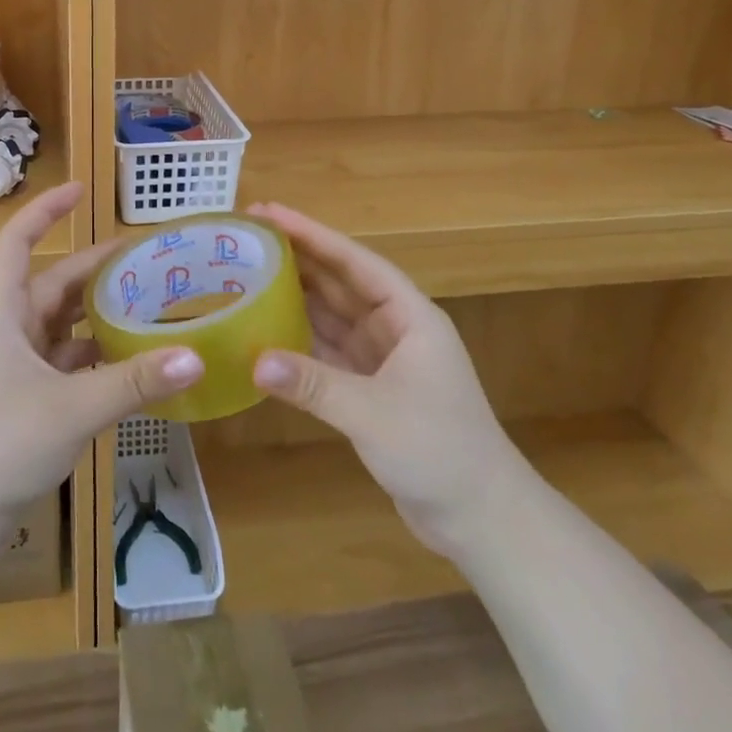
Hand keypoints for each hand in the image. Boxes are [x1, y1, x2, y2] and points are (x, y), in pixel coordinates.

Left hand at [0, 182, 203, 533]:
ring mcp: (13, 371)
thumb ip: (133, 383)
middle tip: (145, 260)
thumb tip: (196, 356)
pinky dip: (95, 358)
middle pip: (52, 286)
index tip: (80, 190)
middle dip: (94, 269)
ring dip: (98, 315)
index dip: (43, 210)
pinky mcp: (23, 403)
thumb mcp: (71, 409)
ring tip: (147, 305)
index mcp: (3, 316)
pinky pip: (66, 365)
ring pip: (61, 327)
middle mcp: (7, 334)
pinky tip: (129, 364)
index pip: (16, 244)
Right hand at [249, 202, 522, 553]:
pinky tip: (266, 331)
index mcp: (409, 316)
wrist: (484, 520)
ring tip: (248, 274)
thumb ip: (312, 384)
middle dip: (297, 259)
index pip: (353, 261)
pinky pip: (327, 352)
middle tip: (247, 238)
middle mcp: (395, 329)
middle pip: (339, 283)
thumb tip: (254, 362)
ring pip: (331, 316)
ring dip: (295, 297)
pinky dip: (299, 342)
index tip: (268, 212)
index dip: (311, 234)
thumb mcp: (372, 413)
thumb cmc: (439, 451)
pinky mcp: (371, 390)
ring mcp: (383, 360)